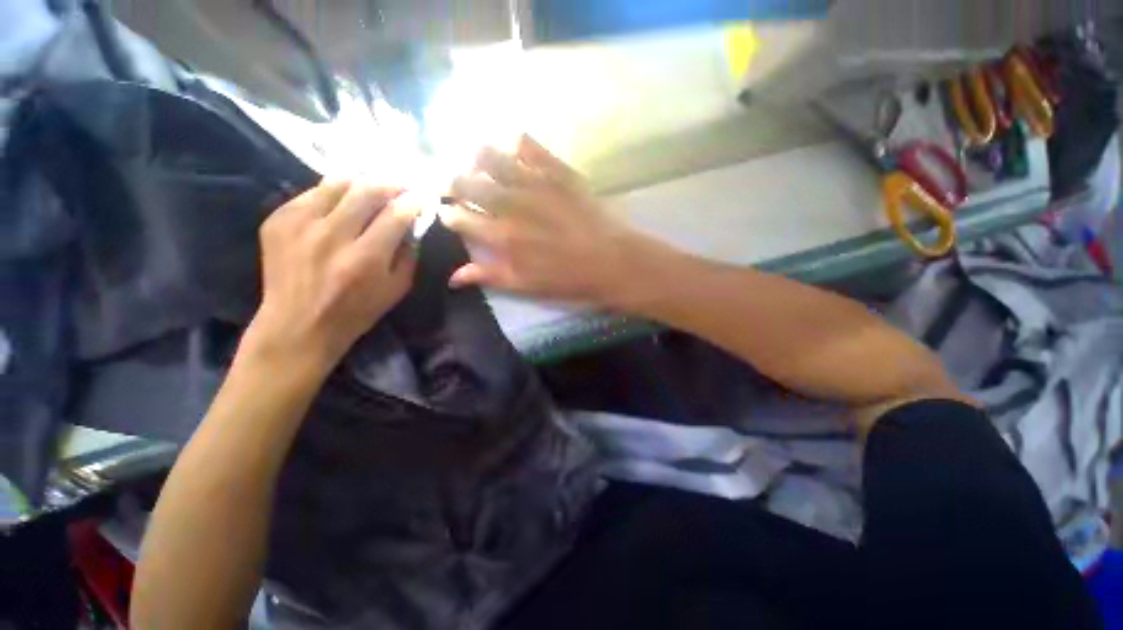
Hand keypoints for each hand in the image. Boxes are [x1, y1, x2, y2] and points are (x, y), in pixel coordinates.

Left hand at [243, 180, 419, 374]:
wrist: (297, 324)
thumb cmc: (356, 311)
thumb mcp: (396, 289)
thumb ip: (409, 255)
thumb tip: (413, 225)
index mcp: (365, 258)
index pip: (395, 215)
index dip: (412, 202)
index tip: (421, 197)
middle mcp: (331, 236)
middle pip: (366, 191)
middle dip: (390, 185)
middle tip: (400, 186)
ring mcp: (299, 225)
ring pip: (336, 184)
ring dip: (360, 183)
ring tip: (371, 188)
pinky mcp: (277, 220)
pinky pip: (311, 193)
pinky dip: (332, 193)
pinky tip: (340, 203)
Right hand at [441, 135, 666, 306]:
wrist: (613, 262)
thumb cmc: (570, 280)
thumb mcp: (527, 286)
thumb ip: (490, 277)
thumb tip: (453, 277)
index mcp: (503, 237)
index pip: (461, 218)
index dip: (450, 213)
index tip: (448, 212)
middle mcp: (512, 206)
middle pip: (469, 184)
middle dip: (454, 182)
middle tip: (455, 182)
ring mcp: (535, 184)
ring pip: (493, 158)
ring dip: (478, 157)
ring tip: (476, 160)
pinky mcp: (559, 172)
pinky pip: (531, 147)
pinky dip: (517, 143)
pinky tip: (513, 145)